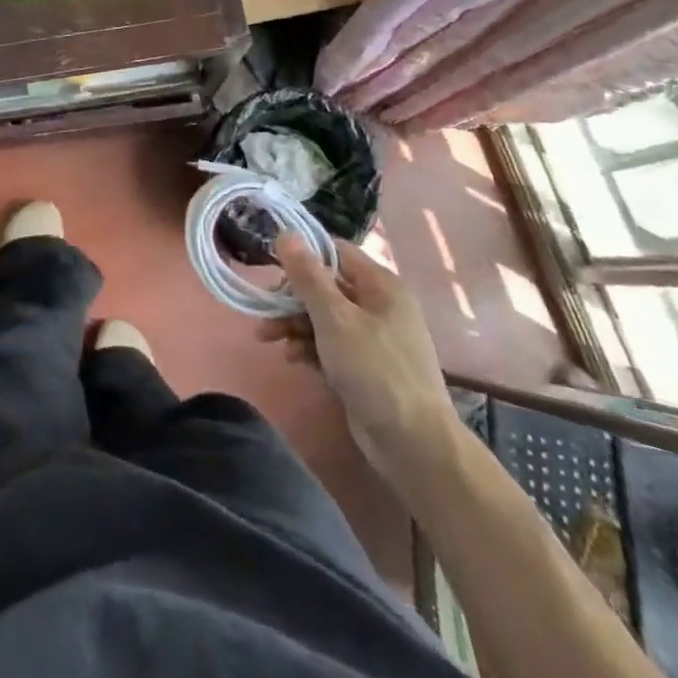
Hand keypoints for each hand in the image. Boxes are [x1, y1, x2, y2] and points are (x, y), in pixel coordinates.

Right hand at [263, 232, 458, 481]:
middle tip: (264, 311)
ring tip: (267, 338)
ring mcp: (373, 338)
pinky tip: (291, 358)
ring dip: (294, 324)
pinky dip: (309, 347)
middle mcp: (379, 306)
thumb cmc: (375, 370)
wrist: (413, 445)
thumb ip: (308, 276)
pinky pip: (330, 345)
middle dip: (291, 298)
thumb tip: (286, 232)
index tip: (271, 267)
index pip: (336, 252)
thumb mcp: (335, 318)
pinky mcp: (365, 367)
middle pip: (326, 286)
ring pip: (324, 317)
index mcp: (381, 286)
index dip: (303, 256)